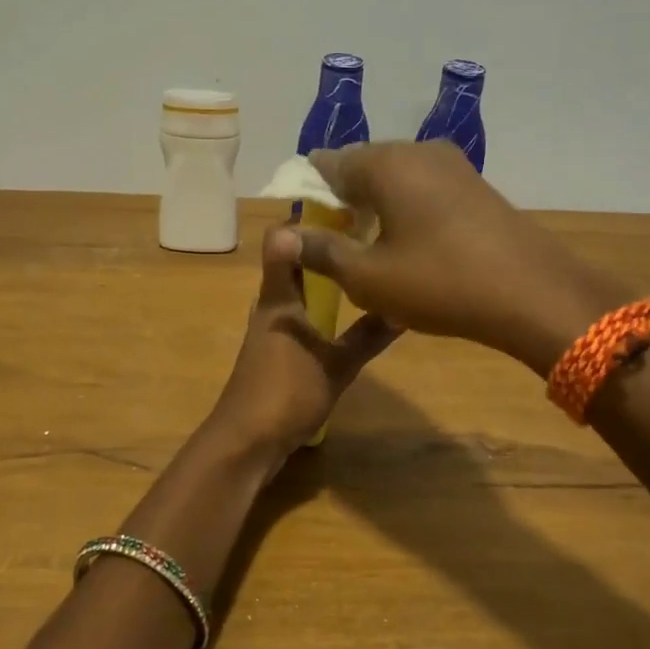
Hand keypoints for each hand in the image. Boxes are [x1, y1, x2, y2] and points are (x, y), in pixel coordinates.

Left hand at [208, 225, 399, 454]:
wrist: (246, 441)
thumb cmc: (287, 394)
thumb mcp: (337, 365)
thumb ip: (368, 335)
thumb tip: (403, 305)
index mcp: (280, 298)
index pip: (284, 240)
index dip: (310, 220)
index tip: (348, 206)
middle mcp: (271, 306)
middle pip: (294, 264)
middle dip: (326, 249)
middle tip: (368, 237)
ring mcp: (270, 330)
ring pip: (297, 292)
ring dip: (324, 280)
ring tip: (363, 271)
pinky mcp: (273, 353)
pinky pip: (299, 317)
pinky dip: (319, 309)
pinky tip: (345, 319)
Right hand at [297, 141, 633, 374]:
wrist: (533, 295)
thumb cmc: (439, 283)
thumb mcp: (367, 277)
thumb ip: (319, 251)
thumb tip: (279, 235)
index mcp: (385, 163)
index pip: (326, 164)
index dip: (308, 195)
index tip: (304, 229)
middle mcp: (417, 150)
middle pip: (362, 167)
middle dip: (342, 201)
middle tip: (335, 245)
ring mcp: (453, 164)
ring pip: (395, 178)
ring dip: (375, 207)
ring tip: (369, 249)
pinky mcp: (476, 185)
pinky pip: (424, 187)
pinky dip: (406, 209)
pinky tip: (409, 245)